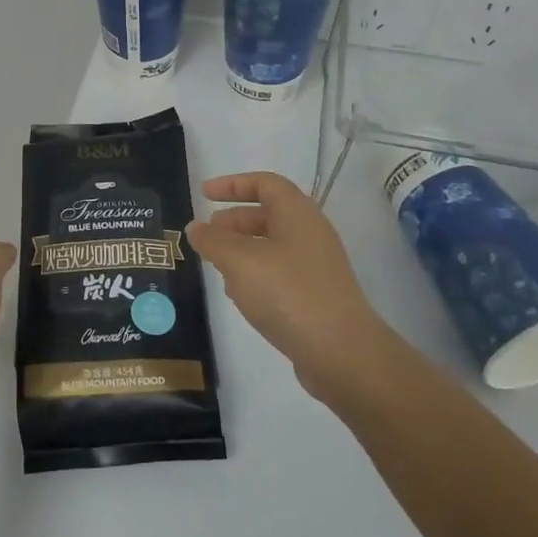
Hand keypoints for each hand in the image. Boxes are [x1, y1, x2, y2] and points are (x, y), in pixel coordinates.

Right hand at [187, 172, 394, 401]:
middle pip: (268, 214)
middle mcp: (310, 234)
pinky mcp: (315, 296)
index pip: (265, 183)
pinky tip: (238, 295)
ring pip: (272, 246)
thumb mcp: (240, 262)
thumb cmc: (289, 294)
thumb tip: (196, 227)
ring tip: (215, 266)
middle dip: (233, 221)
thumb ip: (213, 241)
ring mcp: (316, 267)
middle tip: (206, 235)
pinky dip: (255, 274)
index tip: (203, 194)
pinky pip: (279, 273)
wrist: (342, 353)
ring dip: (241, 250)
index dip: (232, 184)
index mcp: (298, 214)